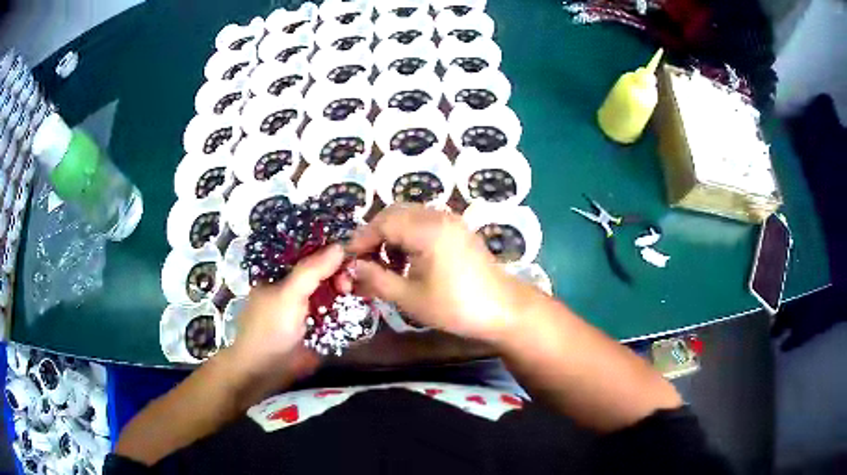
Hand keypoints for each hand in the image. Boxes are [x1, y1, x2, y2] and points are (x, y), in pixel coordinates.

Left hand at [229, 244, 347, 377]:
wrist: (267, 370)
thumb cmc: (271, 327)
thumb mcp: (289, 294)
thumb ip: (313, 270)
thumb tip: (340, 246)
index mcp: (280, 273)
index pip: (306, 252)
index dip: (327, 249)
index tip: (348, 250)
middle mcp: (294, 287)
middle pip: (322, 272)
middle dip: (339, 272)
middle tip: (351, 280)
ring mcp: (306, 308)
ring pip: (331, 291)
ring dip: (345, 290)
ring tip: (358, 291)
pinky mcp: (318, 326)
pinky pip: (336, 311)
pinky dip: (347, 307)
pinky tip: (362, 301)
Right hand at [347, 205, 524, 342]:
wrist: (503, 309)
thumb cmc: (455, 307)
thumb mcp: (410, 298)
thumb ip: (377, 279)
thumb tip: (352, 266)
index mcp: (427, 229)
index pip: (382, 223)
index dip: (360, 240)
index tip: (347, 259)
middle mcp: (439, 216)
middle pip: (394, 214)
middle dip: (374, 236)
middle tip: (364, 262)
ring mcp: (451, 221)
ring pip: (409, 217)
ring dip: (391, 236)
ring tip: (385, 265)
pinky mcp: (458, 229)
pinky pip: (424, 223)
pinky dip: (409, 237)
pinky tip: (407, 261)